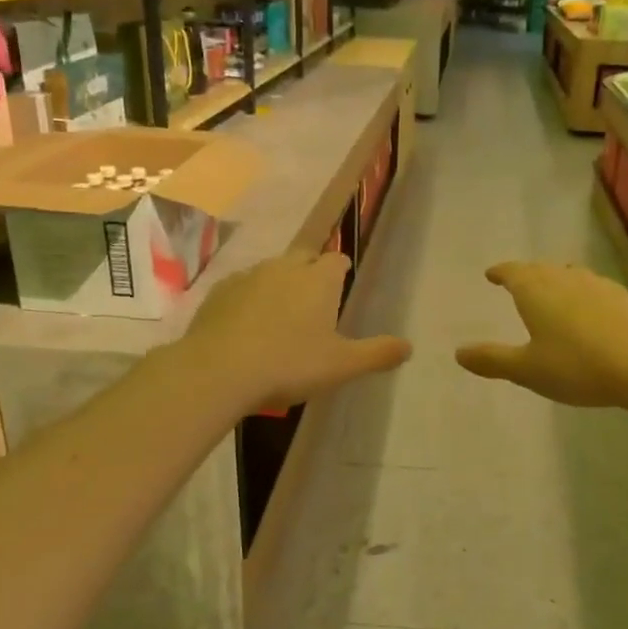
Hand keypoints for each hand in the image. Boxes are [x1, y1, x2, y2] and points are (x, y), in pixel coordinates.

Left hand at [183, 251, 410, 411]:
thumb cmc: (289, 364)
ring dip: (278, 285)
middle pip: (304, 257)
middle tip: (313, 302)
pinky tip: (246, 326)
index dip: (342, 270)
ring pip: (270, 271)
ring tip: (279, 316)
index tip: (342, 284)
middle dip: (311, 272)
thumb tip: (409, 347)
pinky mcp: (218, 293)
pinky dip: (248, 300)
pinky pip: (241, 288)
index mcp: (318, 280)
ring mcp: (248, 277)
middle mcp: (284, 268)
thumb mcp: (342, 365)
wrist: (218, 371)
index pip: (337, 260)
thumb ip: (377, 354)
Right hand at [456, 262, 627, 408]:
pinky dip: (581, 293)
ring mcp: (596, 285)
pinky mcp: (622, 298)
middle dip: (526, 274)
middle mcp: (564, 279)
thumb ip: (492, 360)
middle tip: (517, 282)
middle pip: (540, 269)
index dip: (500, 272)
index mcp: (536, 291)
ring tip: (551, 291)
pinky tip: (588, 308)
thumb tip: (458, 353)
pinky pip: (592, 288)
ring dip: (555, 280)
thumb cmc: (577, 366)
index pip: (513, 272)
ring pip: (569, 275)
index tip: (492, 274)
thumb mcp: (527, 370)